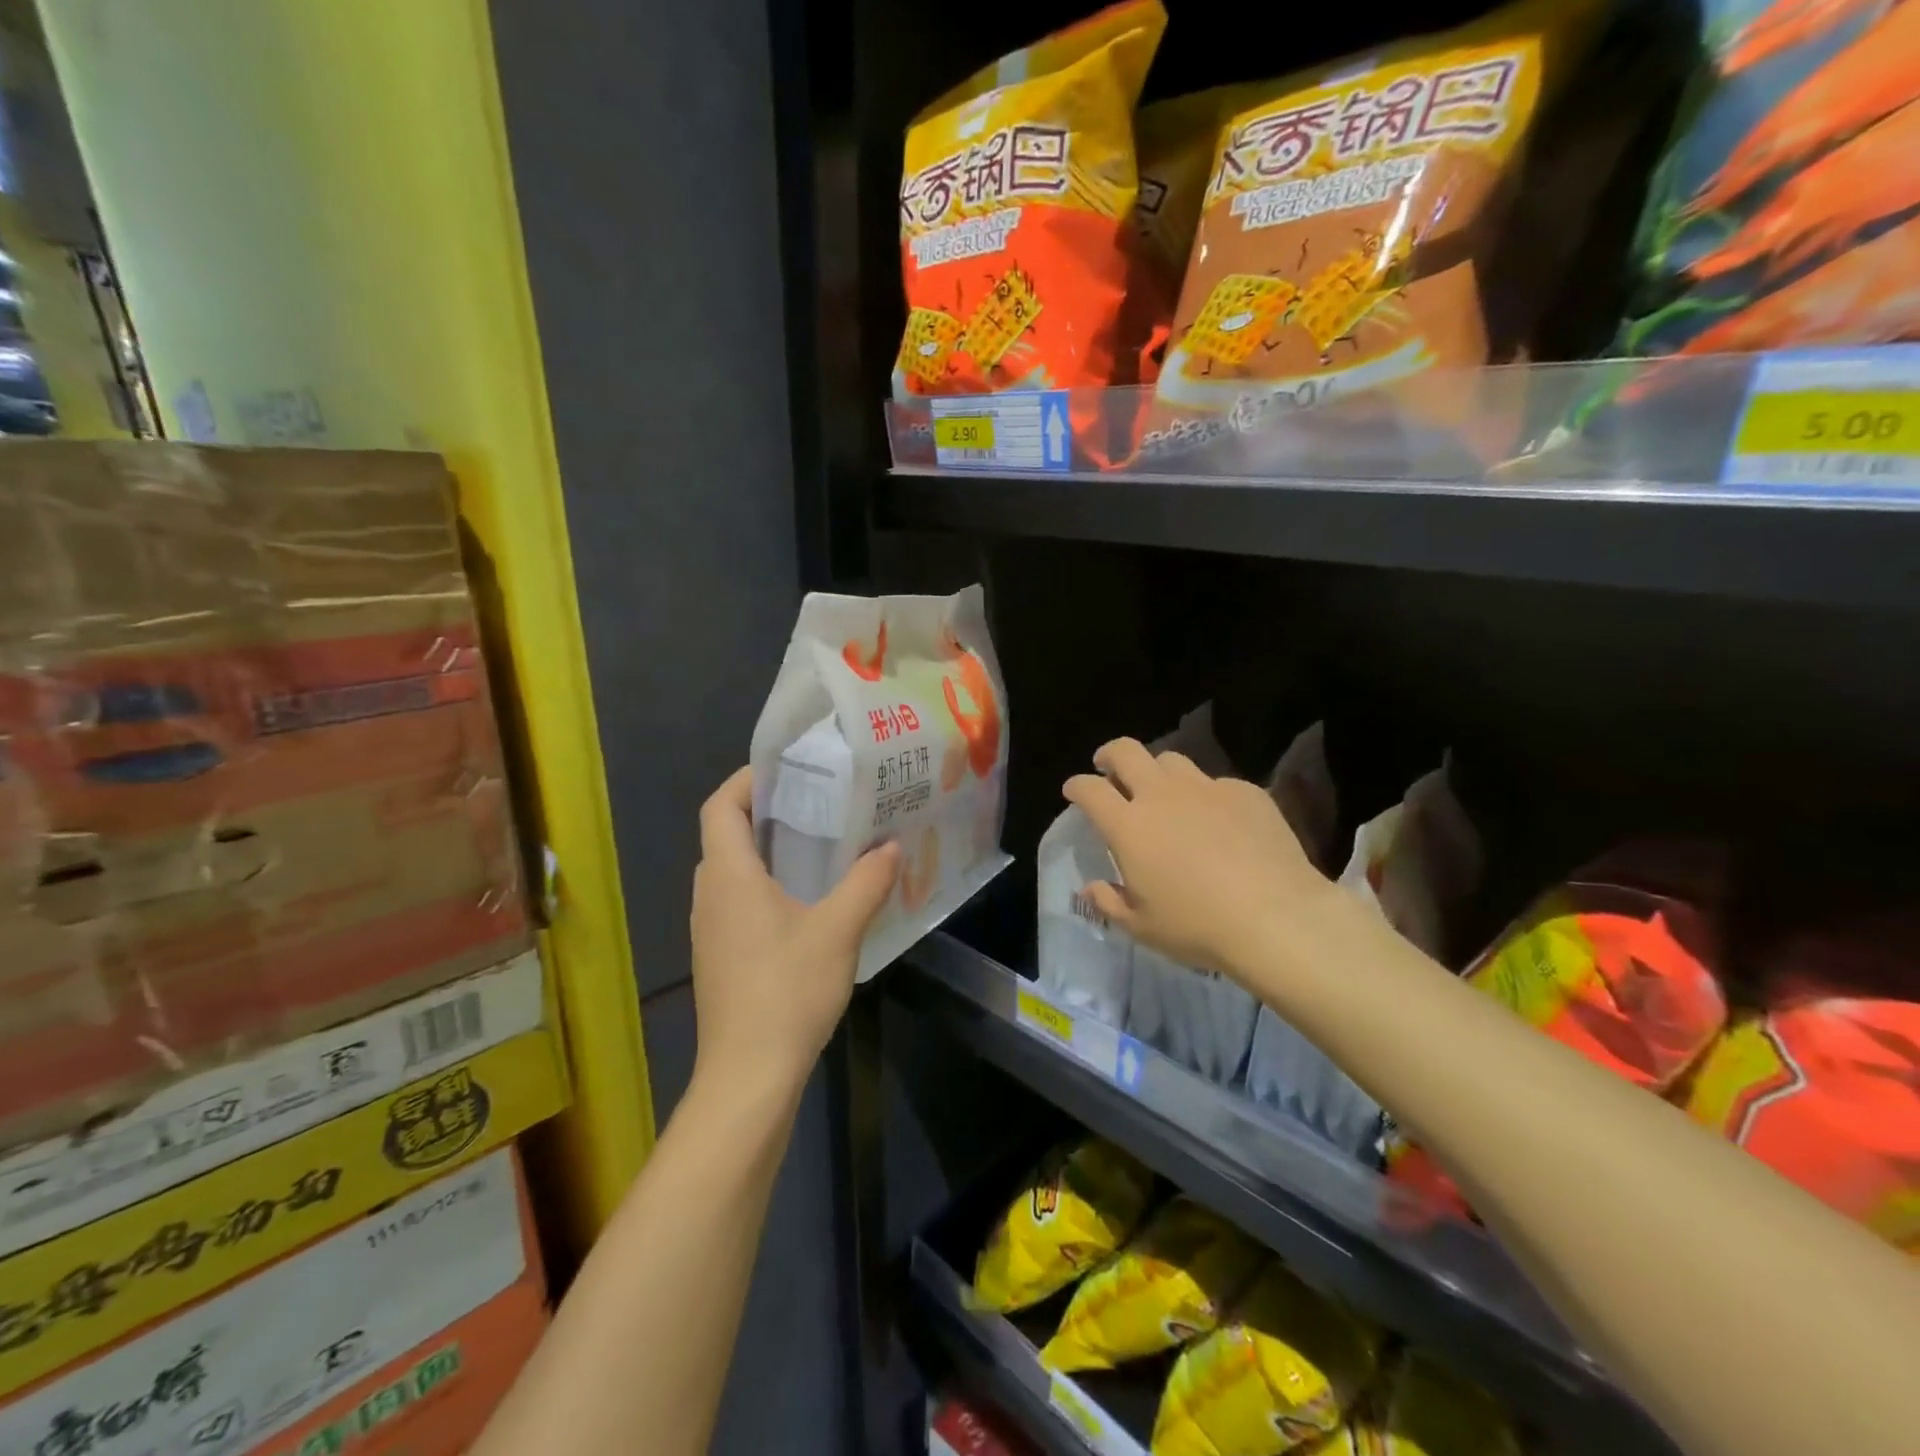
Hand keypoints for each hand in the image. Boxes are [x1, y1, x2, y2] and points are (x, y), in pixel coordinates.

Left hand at [689, 767, 900, 1099]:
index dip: (746, 780)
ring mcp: (712, 929)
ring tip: (821, 843)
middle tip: (818, 801)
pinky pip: (739, 901)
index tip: (788, 769)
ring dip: (769, 850)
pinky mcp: (722, 956)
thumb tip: (891, 846)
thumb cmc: (787, 991)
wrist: (749, 1076)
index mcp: (729, 876)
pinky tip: (811, 900)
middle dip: (766, 811)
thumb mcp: (838, 930)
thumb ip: (866, 882)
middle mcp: (711, 895)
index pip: (719, 807)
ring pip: (733, 871)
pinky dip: (768, 884)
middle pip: (726, 835)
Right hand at [1064, 738, 1329, 977]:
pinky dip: (1206, 796)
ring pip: (1171, 760)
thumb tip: (1092, 888)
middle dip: (1110, 755)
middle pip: (1127, 752)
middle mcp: (1162, 795)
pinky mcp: (1245, 792)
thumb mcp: (1142, 927)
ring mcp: (1206, 788)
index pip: (1090, 789)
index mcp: (1129, 826)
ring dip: (1158, 771)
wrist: (1277, 917)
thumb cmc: (1198, 927)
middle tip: (1108, 768)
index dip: (1077, 786)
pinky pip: (1216, 783)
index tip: (1074, 791)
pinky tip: (1218, 820)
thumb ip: (1110, 902)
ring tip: (1164, 792)